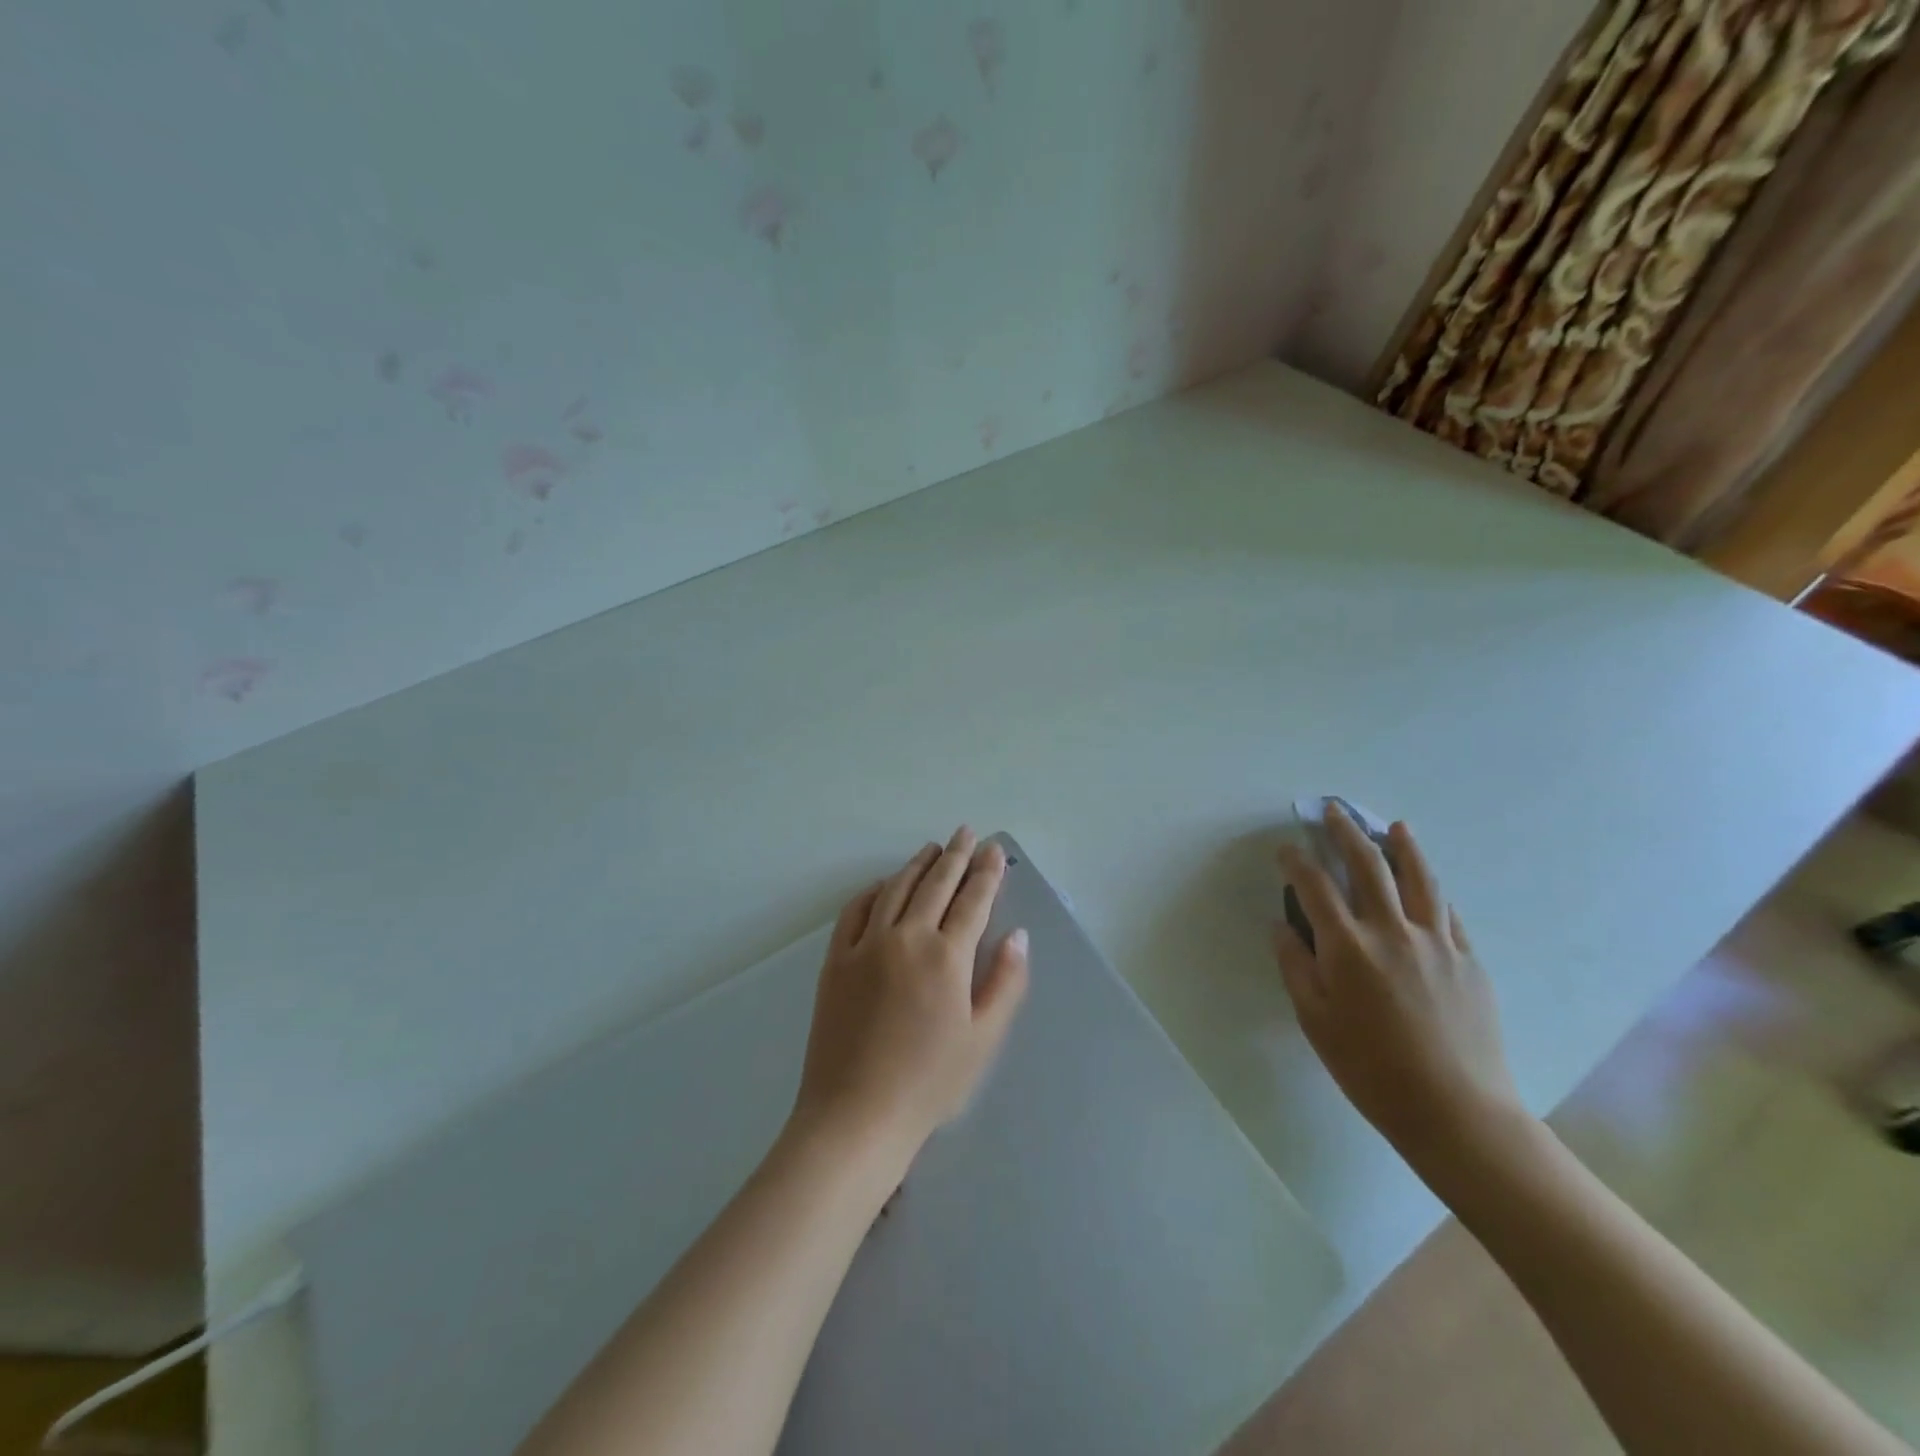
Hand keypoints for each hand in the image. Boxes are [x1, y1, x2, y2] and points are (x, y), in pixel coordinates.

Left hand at [792, 827, 1029, 1170]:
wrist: (856, 1115)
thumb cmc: (928, 1083)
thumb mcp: (983, 1039)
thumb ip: (1005, 981)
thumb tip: (1018, 935)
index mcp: (947, 957)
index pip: (973, 900)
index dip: (986, 872)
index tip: (994, 849)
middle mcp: (906, 937)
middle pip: (936, 884)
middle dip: (956, 855)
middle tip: (967, 833)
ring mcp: (865, 945)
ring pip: (896, 889)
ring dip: (917, 864)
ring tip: (932, 848)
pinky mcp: (836, 959)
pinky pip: (855, 910)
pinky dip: (872, 890)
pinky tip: (883, 883)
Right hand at [1274, 805, 1524, 1172]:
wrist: (1455, 1110)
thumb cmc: (1370, 1069)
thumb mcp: (1315, 1021)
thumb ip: (1295, 966)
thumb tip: (1281, 926)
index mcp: (1348, 947)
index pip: (1315, 886)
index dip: (1297, 861)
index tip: (1286, 849)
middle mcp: (1392, 931)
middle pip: (1368, 866)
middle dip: (1347, 833)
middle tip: (1335, 811)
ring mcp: (1437, 942)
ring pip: (1419, 879)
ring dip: (1403, 847)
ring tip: (1395, 827)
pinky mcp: (1469, 960)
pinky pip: (1448, 913)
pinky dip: (1432, 890)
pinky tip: (1427, 884)